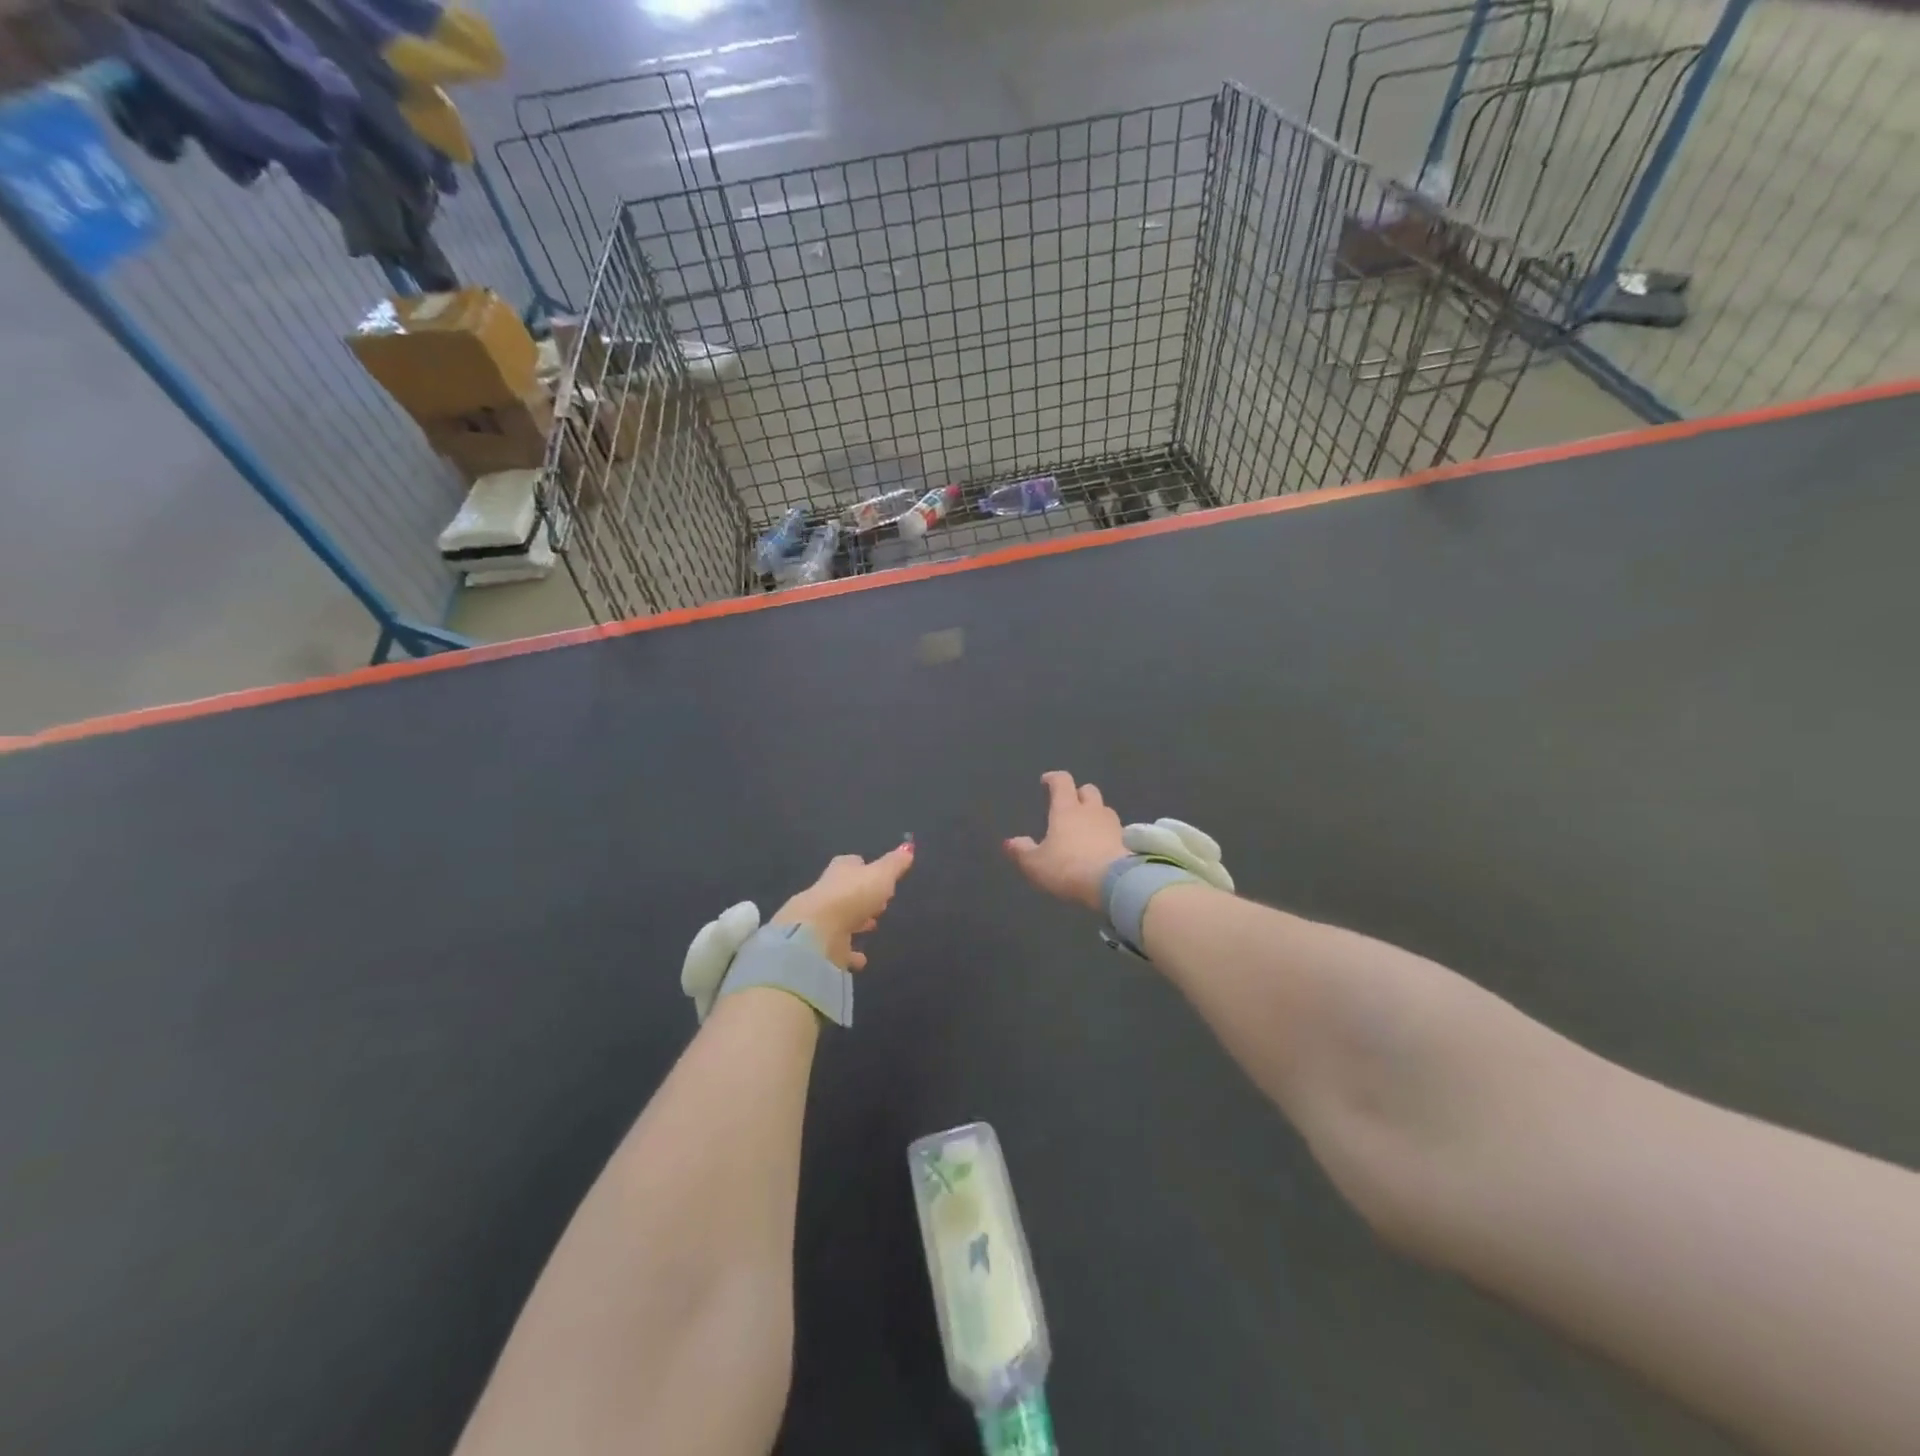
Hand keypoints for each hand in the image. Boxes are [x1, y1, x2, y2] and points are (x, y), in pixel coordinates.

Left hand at [772, 842, 915, 969]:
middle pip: (848, 890)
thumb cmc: (852, 896)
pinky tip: (861, 960)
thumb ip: (895, 864)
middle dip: (863, 897)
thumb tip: (908, 847)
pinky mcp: (821, 944)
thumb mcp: (881, 875)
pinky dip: (850, 953)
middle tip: (881, 905)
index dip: (867, 869)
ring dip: (856, 922)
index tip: (882, 878)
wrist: (816, 932)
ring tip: (872, 927)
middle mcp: (828, 890)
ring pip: (843, 917)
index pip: (854, 863)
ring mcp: (823, 918)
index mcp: (841, 870)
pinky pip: (840, 947)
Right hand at [1004, 771, 1126, 909]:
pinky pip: (1117, 831)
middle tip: (1070, 805)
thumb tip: (1010, 842)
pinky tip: (1103, 848)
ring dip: (1095, 814)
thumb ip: (1022, 851)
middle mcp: (1091, 811)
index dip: (1053, 778)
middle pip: (1088, 790)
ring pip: (1104, 809)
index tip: (1046, 781)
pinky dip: (1108, 834)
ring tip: (1087, 828)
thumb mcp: (1036, 864)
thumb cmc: (1069, 868)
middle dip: (1079, 793)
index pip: (1061, 782)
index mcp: (1066, 809)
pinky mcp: (1129, 842)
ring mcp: (1113, 825)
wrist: (1116, 883)